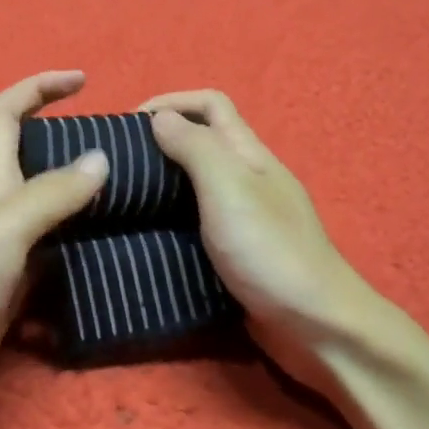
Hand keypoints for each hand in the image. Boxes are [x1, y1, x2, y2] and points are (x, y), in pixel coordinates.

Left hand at [0, 70, 108, 428]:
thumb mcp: (1, 235)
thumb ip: (49, 196)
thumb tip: (100, 157)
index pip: (3, 115)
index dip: (37, 88)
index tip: (82, 80)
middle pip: (29, 156)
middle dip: (68, 137)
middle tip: (123, 148)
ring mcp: (5, 251)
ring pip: (48, 206)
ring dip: (83, 193)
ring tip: (132, 195)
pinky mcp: (15, 288)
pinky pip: (56, 252)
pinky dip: (83, 245)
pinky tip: (114, 255)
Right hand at [139, 90, 381, 380]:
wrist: (315, 327)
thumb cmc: (269, 250)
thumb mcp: (229, 188)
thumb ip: (196, 148)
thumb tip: (161, 117)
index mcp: (249, 154)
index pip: (210, 105)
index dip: (170, 101)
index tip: (127, 124)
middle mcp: (247, 179)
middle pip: (201, 142)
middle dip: (158, 142)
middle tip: (114, 165)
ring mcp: (243, 218)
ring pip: (195, 185)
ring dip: (160, 183)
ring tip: (119, 198)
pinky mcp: (235, 254)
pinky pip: (195, 224)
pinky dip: (168, 221)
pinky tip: (143, 236)